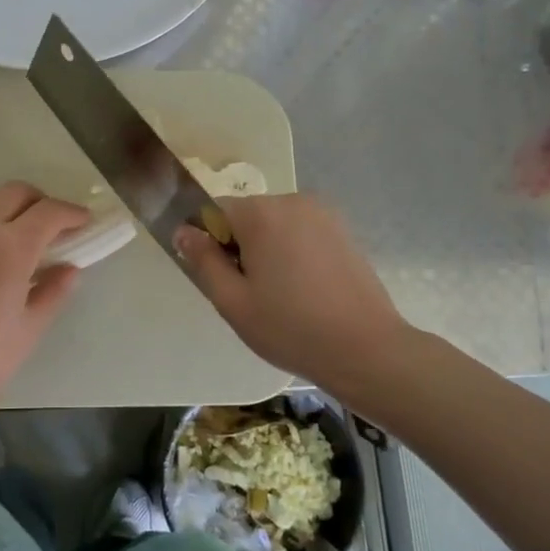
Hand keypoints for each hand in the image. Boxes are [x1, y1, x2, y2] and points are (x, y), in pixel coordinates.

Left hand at [0, 182, 87, 419]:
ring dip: (2, 208)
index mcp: (10, 250)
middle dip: (38, 202)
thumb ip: (54, 290)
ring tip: (9, 235)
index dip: (71, 212)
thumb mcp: (31, 326)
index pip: (48, 212)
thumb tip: (70, 268)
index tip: (82, 221)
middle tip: (49, 225)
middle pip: (14, 192)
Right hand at [175, 194, 411, 395]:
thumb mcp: (232, 301)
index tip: (221, 278)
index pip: (214, 211)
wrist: (366, 349)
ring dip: (266, 249)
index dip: (209, 243)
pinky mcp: (343, 230)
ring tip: (279, 294)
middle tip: (249, 293)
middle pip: (247, 216)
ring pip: (275, 224)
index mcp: (262, 213)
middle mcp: (293, 201)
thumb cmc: (290, 328)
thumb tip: (183, 231)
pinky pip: (300, 232)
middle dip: (239, 246)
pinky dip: (292, 252)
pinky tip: (304, 289)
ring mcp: (323, 213)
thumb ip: (203, 261)